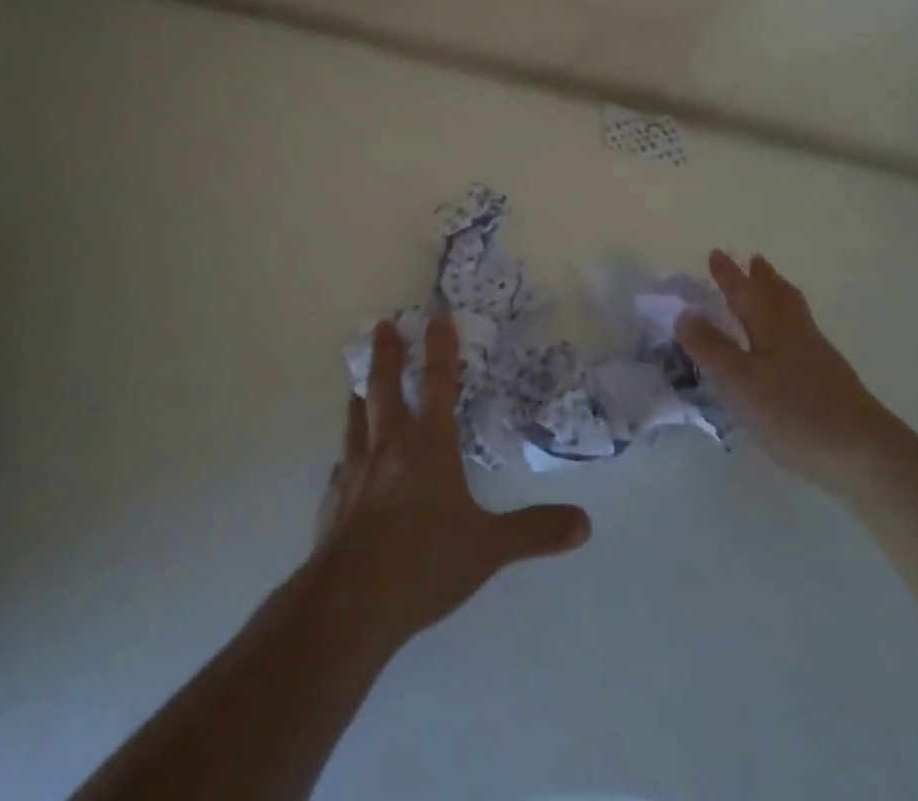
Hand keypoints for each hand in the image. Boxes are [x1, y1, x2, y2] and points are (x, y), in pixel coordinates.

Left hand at [313, 314, 590, 644]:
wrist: (351, 602)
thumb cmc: (425, 562)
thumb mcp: (488, 547)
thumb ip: (535, 531)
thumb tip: (584, 523)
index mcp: (428, 444)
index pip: (438, 383)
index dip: (440, 347)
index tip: (436, 315)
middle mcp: (389, 446)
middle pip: (386, 386)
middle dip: (387, 353)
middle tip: (382, 324)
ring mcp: (355, 471)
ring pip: (357, 417)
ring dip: (361, 393)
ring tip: (358, 380)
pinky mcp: (333, 500)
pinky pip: (341, 462)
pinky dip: (346, 450)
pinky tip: (344, 459)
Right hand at [677, 251, 894, 484]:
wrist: (865, 453)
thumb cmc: (795, 412)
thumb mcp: (740, 381)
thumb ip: (711, 348)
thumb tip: (684, 312)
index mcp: (771, 326)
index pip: (744, 292)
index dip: (729, 275)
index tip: (716, 253)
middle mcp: (795, 332)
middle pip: (778, 296)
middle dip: (762, 278)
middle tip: (754, 261)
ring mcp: (817, 355)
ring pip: (794, 313)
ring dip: (779, 296)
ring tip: (773, 289)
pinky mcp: (830, 379)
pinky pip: (803, 334)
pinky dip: (790, 323)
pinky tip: (790, 343)